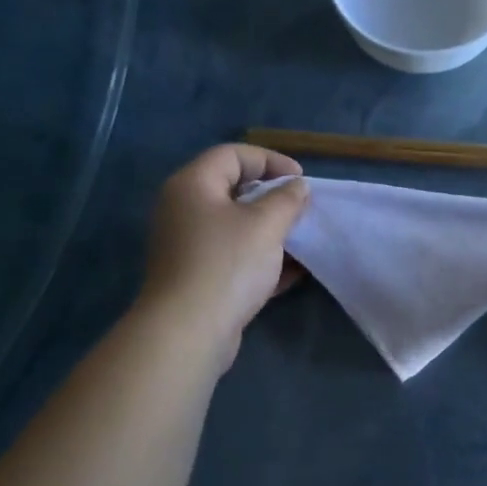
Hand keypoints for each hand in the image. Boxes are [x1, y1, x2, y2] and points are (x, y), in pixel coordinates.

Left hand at [138, 144, 310, 364]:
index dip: (271, 160)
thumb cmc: (227, 264)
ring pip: (235, 228)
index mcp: (193, 185)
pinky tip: (294, 272)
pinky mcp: (198, 279)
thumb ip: (287, 199)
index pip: (232, 155)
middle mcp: (184, 210)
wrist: (189, 330)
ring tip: (302, 240)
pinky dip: (262, 260)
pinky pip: (234, 258)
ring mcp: (188, 247)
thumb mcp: (266, 224)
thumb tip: (297, 187)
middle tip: (302, 210)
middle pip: (232, 191)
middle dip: (273, 198)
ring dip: (271, 231)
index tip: (301, 180)